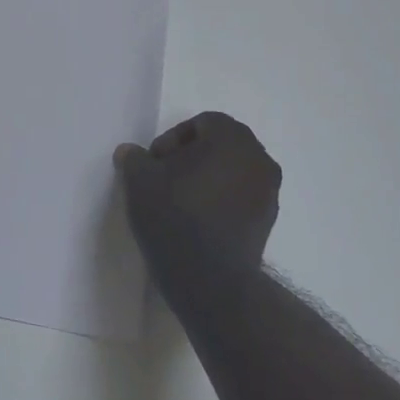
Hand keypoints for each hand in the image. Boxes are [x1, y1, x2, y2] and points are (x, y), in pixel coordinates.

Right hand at [115, 113, 282, 273]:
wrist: (209, 276)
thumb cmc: (174, 214)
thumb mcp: (139, 180)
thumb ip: (134, 158)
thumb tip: (130, 152)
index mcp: (232, 138)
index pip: (202, 123)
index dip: (173, 139)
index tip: (155, 164)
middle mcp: (258, 158)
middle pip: (221, 145)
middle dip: (191, 157)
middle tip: (165, 179)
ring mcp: (269, 191)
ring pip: (233, 171)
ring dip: (208, 178)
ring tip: (180, 201)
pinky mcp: (269, 220)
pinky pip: (241, 196)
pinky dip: (222, 200)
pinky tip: (198, 220)